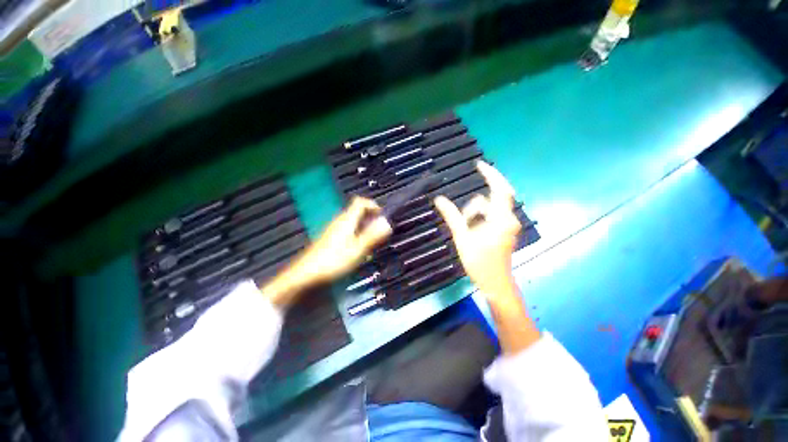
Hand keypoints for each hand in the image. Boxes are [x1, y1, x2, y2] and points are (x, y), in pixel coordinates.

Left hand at [294, 197, 392, 284]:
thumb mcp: (357, 249)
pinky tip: (358, 252)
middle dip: (371, 221)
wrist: (306, 275)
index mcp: (346, 220)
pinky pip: (348, 233)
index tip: (383, 217)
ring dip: (365, 231)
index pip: (360, 202)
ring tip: (371, 245)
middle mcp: (339, 222)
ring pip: (354, 224)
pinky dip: (357, 238)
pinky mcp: (330, 240)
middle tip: (379, 234)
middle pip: (358, 213)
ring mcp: (334, 231)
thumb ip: (372, 236)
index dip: (373, 205)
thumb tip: (386, 222)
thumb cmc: (333, 261)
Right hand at [435, 161, 538, 353]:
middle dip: (475, 207)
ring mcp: (509, 225)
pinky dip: (481, 218)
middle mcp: (509, 219)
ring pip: (491, 209)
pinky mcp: (506, 231)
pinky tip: (472, 229)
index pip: (501, 189)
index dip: (491, 175)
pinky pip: (493, 216)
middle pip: (492, 200)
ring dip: (476, 215)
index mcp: (501, 219)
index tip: (479, 165)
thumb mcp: (462, 237)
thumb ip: (452, 216)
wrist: (495, 283)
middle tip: (463, 220)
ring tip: (466, 231)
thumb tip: (439, 199)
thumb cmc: (479, 262)